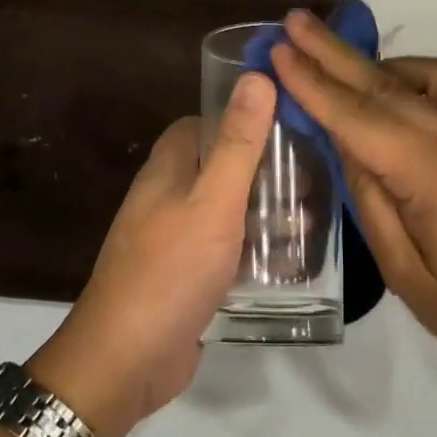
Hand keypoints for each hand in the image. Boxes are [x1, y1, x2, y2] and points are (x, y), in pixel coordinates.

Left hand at [28, 73, 274, 436]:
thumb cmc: (171, 269)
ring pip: (225, 209)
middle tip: (310, 177)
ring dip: (263, 211)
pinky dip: (253, 250)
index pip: (204, 123)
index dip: (242, 118)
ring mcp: (173, 238)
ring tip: (310, 218)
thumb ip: (239, 142)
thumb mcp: (214, 201)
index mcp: (168, 168)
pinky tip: (288, 262)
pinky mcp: (185, 276)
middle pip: (219, 166)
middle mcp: (166, 196)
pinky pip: (224, 250)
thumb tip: (257, 76)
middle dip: (263, 169)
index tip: (287, 123)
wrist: (126, 360)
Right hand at [269, 11, 436, 399]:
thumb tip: (346, 145)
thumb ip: (370, 200)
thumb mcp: (404, 271)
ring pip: (415, 78)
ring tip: (327, 51)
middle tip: (293, 21)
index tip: (278, 51)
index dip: (312, 84)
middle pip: (381, 85)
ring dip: (368, 60)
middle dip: (330, 53)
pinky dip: (413, 73)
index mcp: (430, 173)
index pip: (355, 118)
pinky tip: (390, 81)